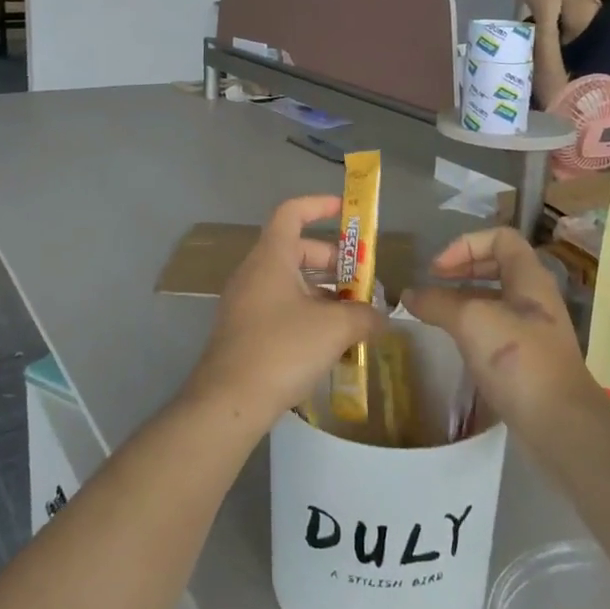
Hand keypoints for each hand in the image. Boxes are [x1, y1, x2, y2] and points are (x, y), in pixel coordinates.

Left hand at [180, 196, 380, 434]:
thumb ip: (364, 315)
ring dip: (325, 292)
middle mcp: (255, 272)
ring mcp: (246, 303)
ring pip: (291, 282)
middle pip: (297, 249)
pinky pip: (281, 307)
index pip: (292, 212)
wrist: (228, 402)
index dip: (320, 205)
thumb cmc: (282, 349)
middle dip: (334, 261)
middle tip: (363, 282)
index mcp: (271, 257)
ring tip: (355, 316)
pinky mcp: (244, 331)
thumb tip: (380, 317)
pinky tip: (330, 343)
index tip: (348, 213)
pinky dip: (308, 313)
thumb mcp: (335, 328)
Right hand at [404, 228, 598, 436]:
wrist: (559, 423)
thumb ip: (437, 302)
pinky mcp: (528, 358)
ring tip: (436, 313)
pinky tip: (454, 343)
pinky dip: (472, 327)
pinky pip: (496, 328)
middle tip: (433, 285)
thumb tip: (408, 295)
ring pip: (495, 298)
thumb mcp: (471, 321)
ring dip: (463, 299)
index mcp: (529, 277)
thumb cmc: (518, 359)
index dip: (466, 244)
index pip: (500, 237)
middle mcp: (535, 297)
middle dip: (462, 270)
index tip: (438, 269)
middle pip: (497, 265)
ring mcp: (533, 329)